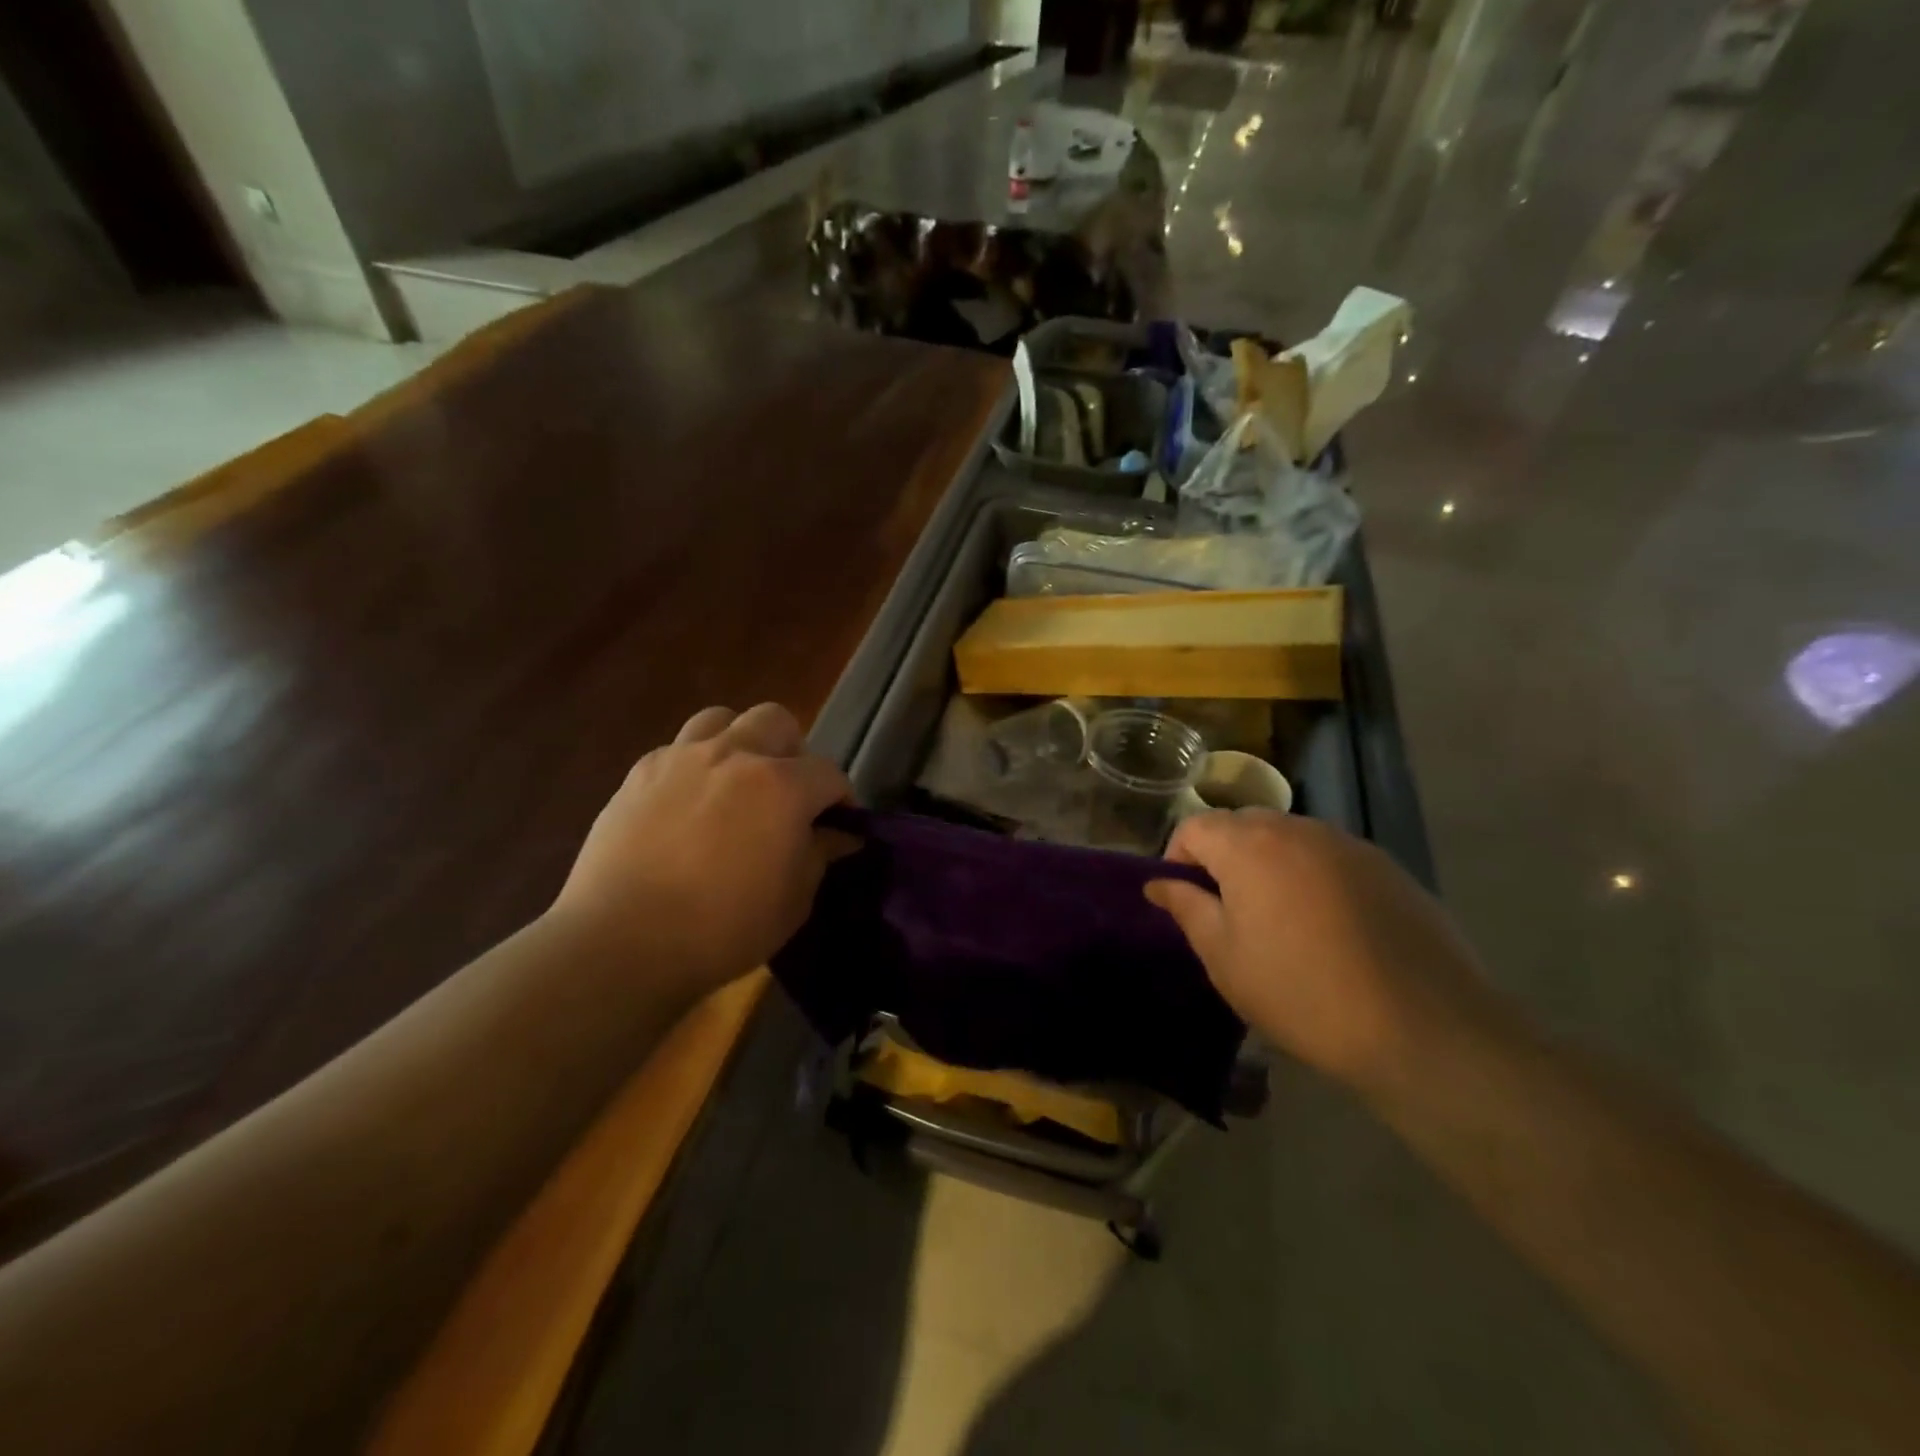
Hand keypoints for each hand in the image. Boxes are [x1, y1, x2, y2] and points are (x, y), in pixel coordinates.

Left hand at [551, 703, 850, 996]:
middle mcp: (734, 755)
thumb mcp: (793, 901)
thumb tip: (837, 835)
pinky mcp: (639, 774)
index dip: (841, 799)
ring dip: (739, 742)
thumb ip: (819, 856)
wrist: (623, 941)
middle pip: (776, 721)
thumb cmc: (723, 928)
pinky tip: (688, 804)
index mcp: (781, 786)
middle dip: (792, 752)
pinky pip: (677, 750)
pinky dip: (694, 766)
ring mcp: (681, 759)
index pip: (829, 774)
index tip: (839, 825)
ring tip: (735, 782)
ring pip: (721, 719)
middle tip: (787, 793)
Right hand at [1145, 811, 1488, 1088]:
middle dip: (1223, 858)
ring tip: (1278, 920)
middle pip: (1241, 825)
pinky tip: (1328, 927)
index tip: (1184, 901)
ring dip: (1268, 865)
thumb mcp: (1225, 957)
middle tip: (1227, 912)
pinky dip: (1311, 877)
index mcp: (1248, 845)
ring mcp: (1347, 843)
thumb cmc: (1301, 992)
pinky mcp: (1386, 866)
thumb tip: (1157, 883)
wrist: (1424, 1027)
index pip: (1194, 826)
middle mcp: (1296, 828)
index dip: (1177, 858)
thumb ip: (1186, 908)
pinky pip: (1328, 857)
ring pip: (1287, 838)